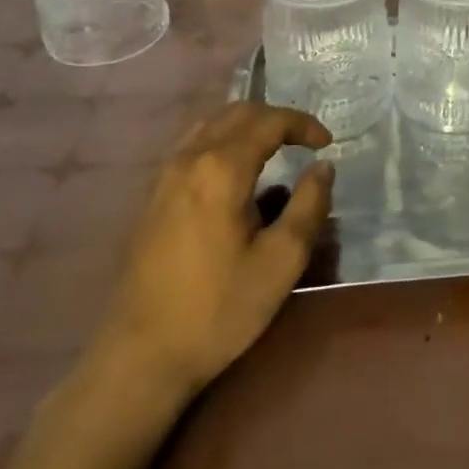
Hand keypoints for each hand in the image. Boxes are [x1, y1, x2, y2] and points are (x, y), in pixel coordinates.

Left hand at [92, 104, 333, 400]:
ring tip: (274, 149)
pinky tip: (234, 171)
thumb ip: (309, 206)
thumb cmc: (218, 309)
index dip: (303, 124)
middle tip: (305, 141)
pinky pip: (192, 144)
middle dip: (277, 119)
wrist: (141, 357)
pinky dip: (222, 140)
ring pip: (210, 124)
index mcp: (221, 168)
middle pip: (237, 112)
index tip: (327, 144)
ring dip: (247, 126)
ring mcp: (164, 176)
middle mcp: (189, 159)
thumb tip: (323, 167)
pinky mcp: (152, 196)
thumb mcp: (281, 262)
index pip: (269, 121)